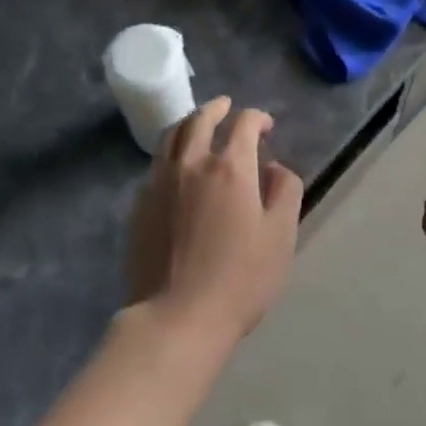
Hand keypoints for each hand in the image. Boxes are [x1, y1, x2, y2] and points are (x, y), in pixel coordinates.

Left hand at [128, 97, 303, 346]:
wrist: (176, 319)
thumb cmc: (239, 279)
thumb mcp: (281, 235)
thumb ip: (285, 191)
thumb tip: (275, 167)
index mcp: (230, 167)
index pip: (243, 124)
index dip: (257, 117)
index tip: (266, 126)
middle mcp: (191, 163)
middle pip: (201, 119)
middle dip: (217, 108)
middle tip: (227, 107)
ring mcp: (160, 183)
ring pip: (171, 136)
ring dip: (189, 123)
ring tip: (198, 126)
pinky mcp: (140, 206)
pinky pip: (155, 165)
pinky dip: (170, 154)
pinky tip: (176, 168)